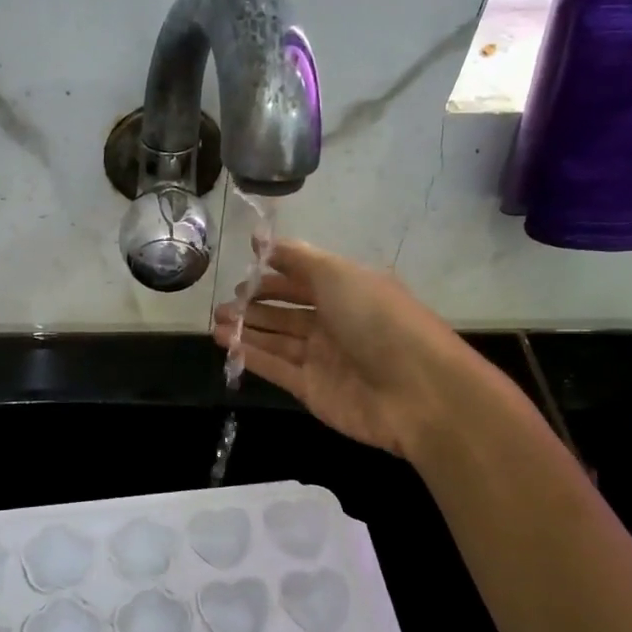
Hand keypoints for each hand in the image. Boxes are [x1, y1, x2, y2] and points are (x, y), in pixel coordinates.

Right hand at [213, 240, 463, 459]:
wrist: (415, 390)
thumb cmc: (378, 320)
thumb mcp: (338, 274)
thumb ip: (297, 258)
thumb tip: (261, 241)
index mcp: (348, 290)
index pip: (304, 278)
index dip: (274, 273)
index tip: (243, 268)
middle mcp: (335, 322)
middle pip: (287, 311)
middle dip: (255, 305)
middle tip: (224, 303)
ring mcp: (323, 358)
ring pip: (277, 339)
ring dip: (246, 330)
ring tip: (215, 323)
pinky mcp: (312, 389)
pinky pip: (276, 368)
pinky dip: (251, 356)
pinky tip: (225, 345)